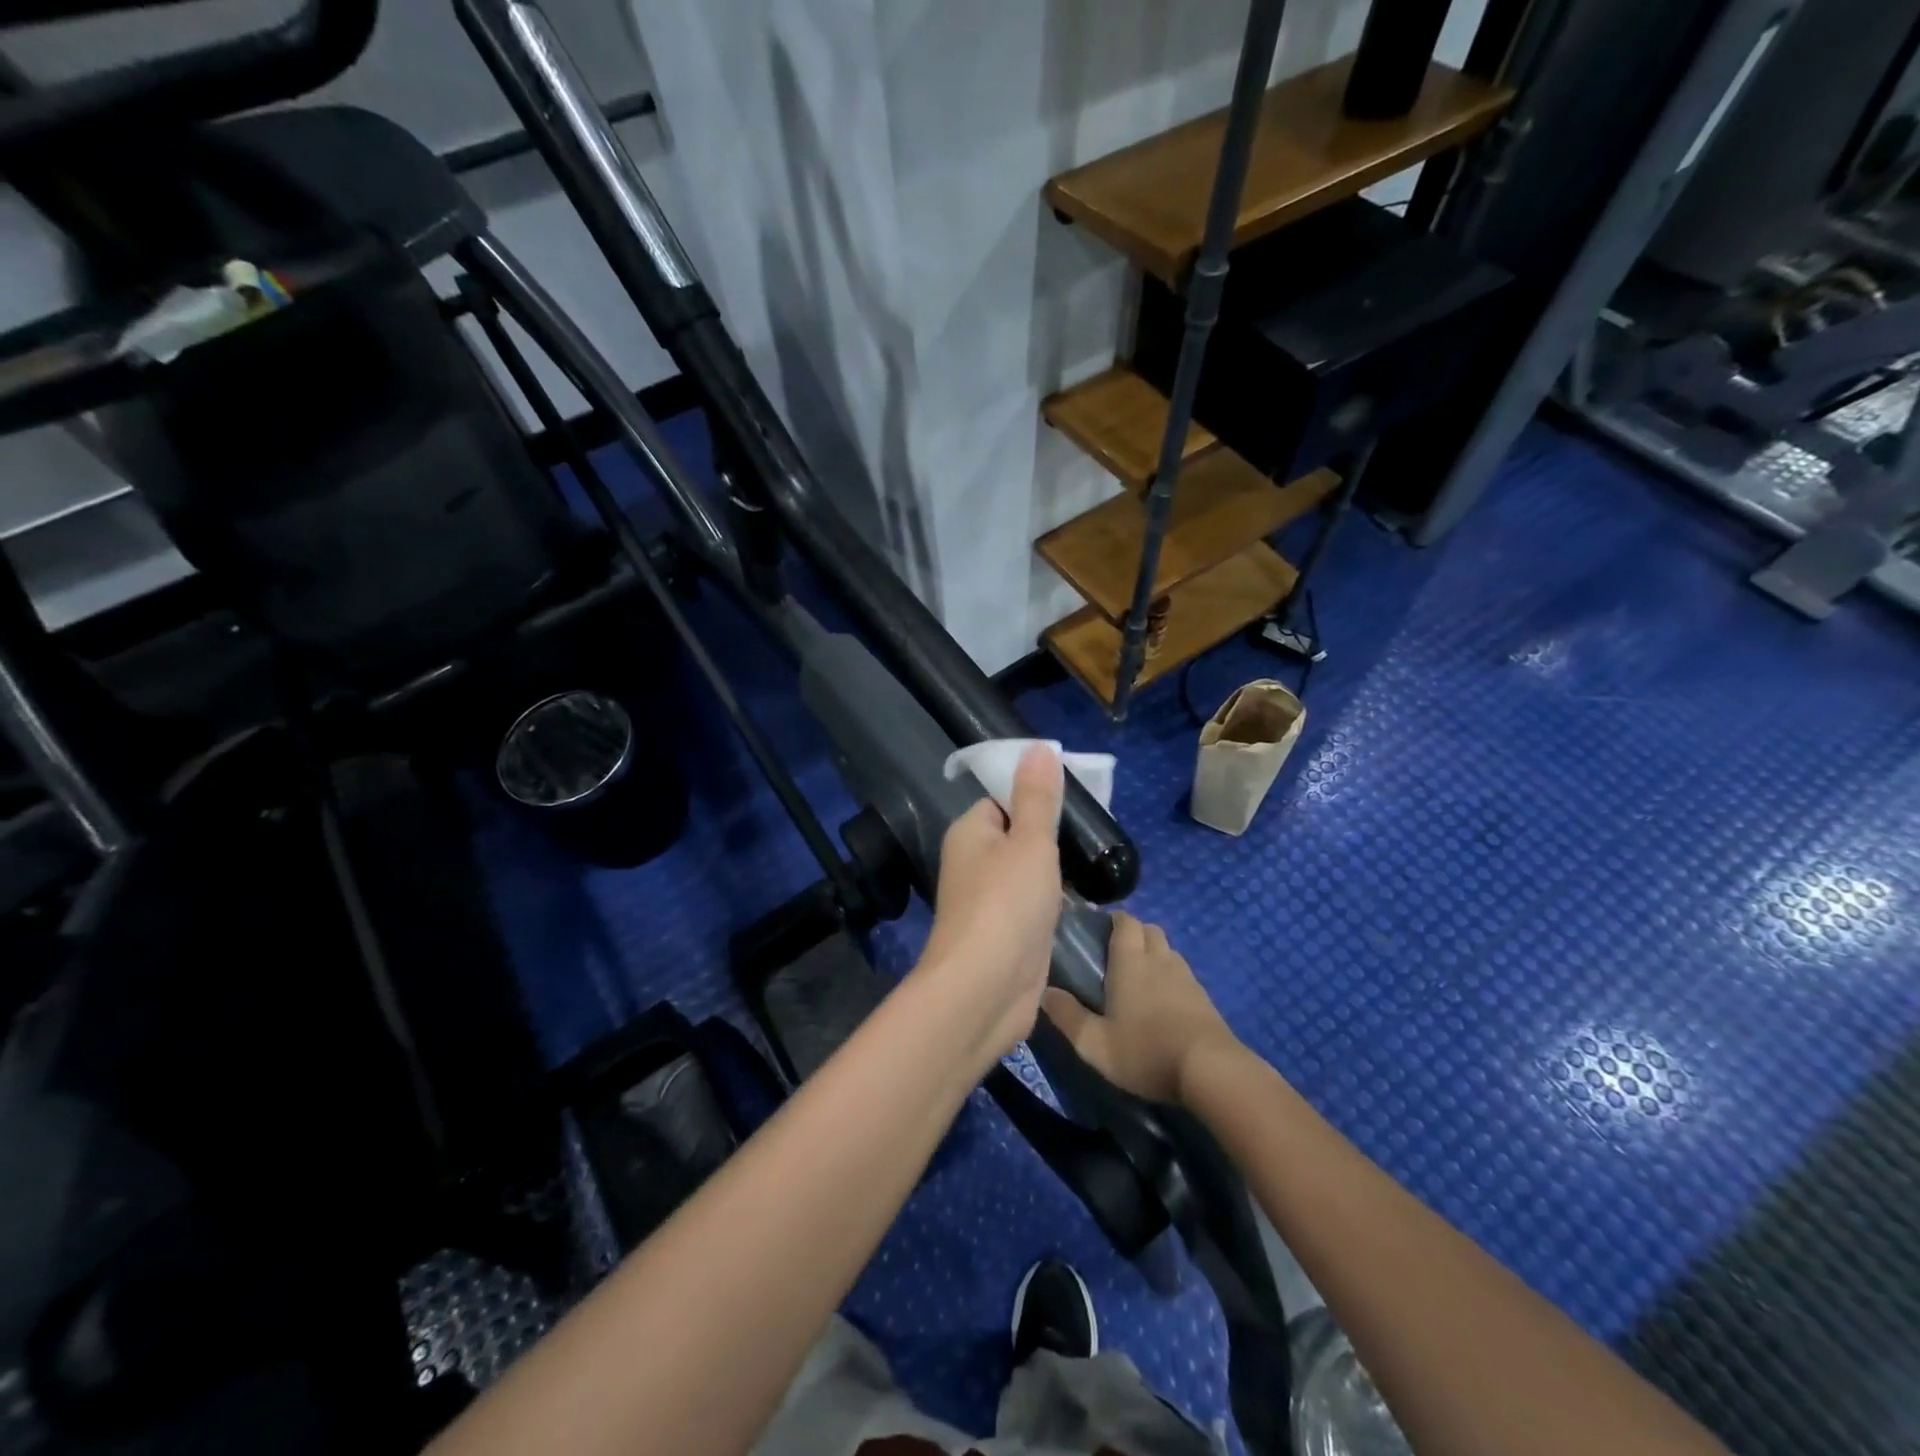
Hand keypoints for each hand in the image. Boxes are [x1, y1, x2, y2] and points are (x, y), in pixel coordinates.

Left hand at [915, 744, 1065, 1069]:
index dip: (1036, 794)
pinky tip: (1083, 898)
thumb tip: (1037, 748)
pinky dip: (1054, 900)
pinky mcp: (1007, 932)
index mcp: (970, 832)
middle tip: (1094, 829)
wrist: (985, 989)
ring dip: (1056, 869)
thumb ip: (1037, 797)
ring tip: (1096, 858)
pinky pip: (1033, 903)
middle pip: (1017, 834)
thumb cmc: (1006, 904)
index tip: (1076, 796)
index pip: (1002, 799)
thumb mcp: (1029, 841)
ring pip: (1027, 871)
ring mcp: (990, 900)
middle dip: (1051, 834)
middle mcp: (974, 862)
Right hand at [1042, 912, 1240, 1104]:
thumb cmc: (1145, 1051)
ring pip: (1168, 951)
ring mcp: (1186, 977)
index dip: (1114, 920)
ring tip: (1140, 979)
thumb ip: (1068, 1017)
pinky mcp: (1205, 998)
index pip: (1125, 922)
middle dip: (1134, 934)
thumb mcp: (1095, 1044)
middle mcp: (1159, 960)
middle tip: (1117, 955)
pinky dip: (1171, 979)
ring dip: (1154, 955)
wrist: (1211, 1070)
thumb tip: (1045, 993)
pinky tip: (1164, 1003)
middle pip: (1149, 930)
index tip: (1100, 930)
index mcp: (1130, 962)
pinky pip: (1183, 975)